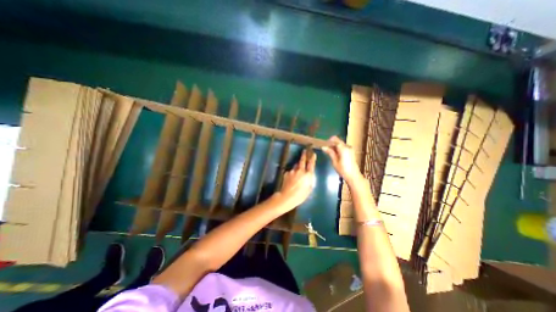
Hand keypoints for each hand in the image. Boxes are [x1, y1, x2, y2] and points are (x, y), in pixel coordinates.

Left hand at [280, 149, 314, 207]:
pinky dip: (292, 172)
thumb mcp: (309, 189)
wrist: (287, 197)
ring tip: (298, 170)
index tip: (313, 153)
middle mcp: (300, 170)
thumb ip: (310, 180)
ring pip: (296, 166)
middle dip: (304, 155)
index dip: (312, 158)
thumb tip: (308, 175)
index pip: (311, 164)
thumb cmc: (300, 195)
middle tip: (304, 150)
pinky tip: (291, 178)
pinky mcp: (286, 172)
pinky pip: (291, 171)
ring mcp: (292, 171)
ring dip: (297, 166)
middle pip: (302, 160)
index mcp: (308, 175)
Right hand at [322, 136, 364, 184]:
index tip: (323, 145)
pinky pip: (343, 147)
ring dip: (334, 146)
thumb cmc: (343, 169)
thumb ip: (330, 152)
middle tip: (325, 149)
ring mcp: (350, 149)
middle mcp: (347, 146)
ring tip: (329, 152)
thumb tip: (323, 147)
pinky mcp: (351, 152)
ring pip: (340, 144)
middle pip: (338, 141)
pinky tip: (334, 154)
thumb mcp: (334, 161)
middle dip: (331, 143)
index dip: (328, 141)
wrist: (353, 176)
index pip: (334, 140)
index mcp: (343, 148)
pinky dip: (338, 148)